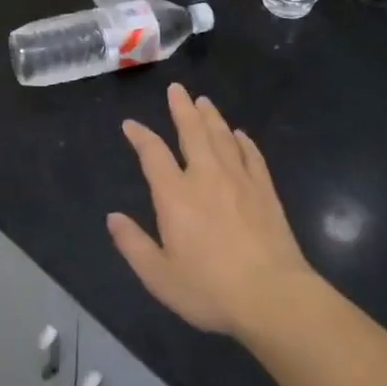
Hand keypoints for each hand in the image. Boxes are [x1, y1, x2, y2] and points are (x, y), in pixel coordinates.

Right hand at [110, 84, 315, 340]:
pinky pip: (252, 156)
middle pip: (192, 132)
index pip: (153, 154)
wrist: (273, 296)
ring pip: (222, 137)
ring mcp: (239, 180)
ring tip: (203, 101)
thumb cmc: (210, 289)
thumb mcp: (160, 276)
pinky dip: (244, 142)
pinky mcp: (265, 191)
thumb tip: (113, 218)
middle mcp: (206, 177)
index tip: (131, 124)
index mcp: (175, 195)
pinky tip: (240, 135)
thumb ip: (134, 245)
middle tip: (177, 89)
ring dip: (211, 117)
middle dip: (181, 109)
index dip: (140, 136)